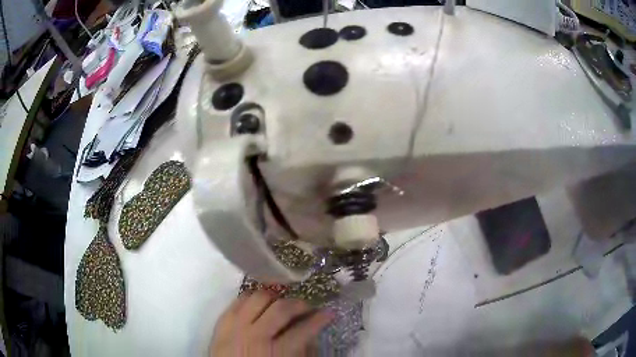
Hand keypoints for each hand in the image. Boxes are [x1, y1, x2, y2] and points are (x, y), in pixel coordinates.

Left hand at [210, 291, 333, 356]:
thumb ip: (301, 352)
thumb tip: (312, 333)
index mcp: (276, 353)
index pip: (303, 330)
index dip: (320, 320)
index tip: (329, 312)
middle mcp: (255, 335)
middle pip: (280, 309)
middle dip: (299, 304)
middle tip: (307, 306)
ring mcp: (235, 326)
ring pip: (258, 298)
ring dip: (275, 297)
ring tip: (282, 301)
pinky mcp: (222, 322)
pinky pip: (238, 300)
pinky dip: (252, 297)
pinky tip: (260, 302)